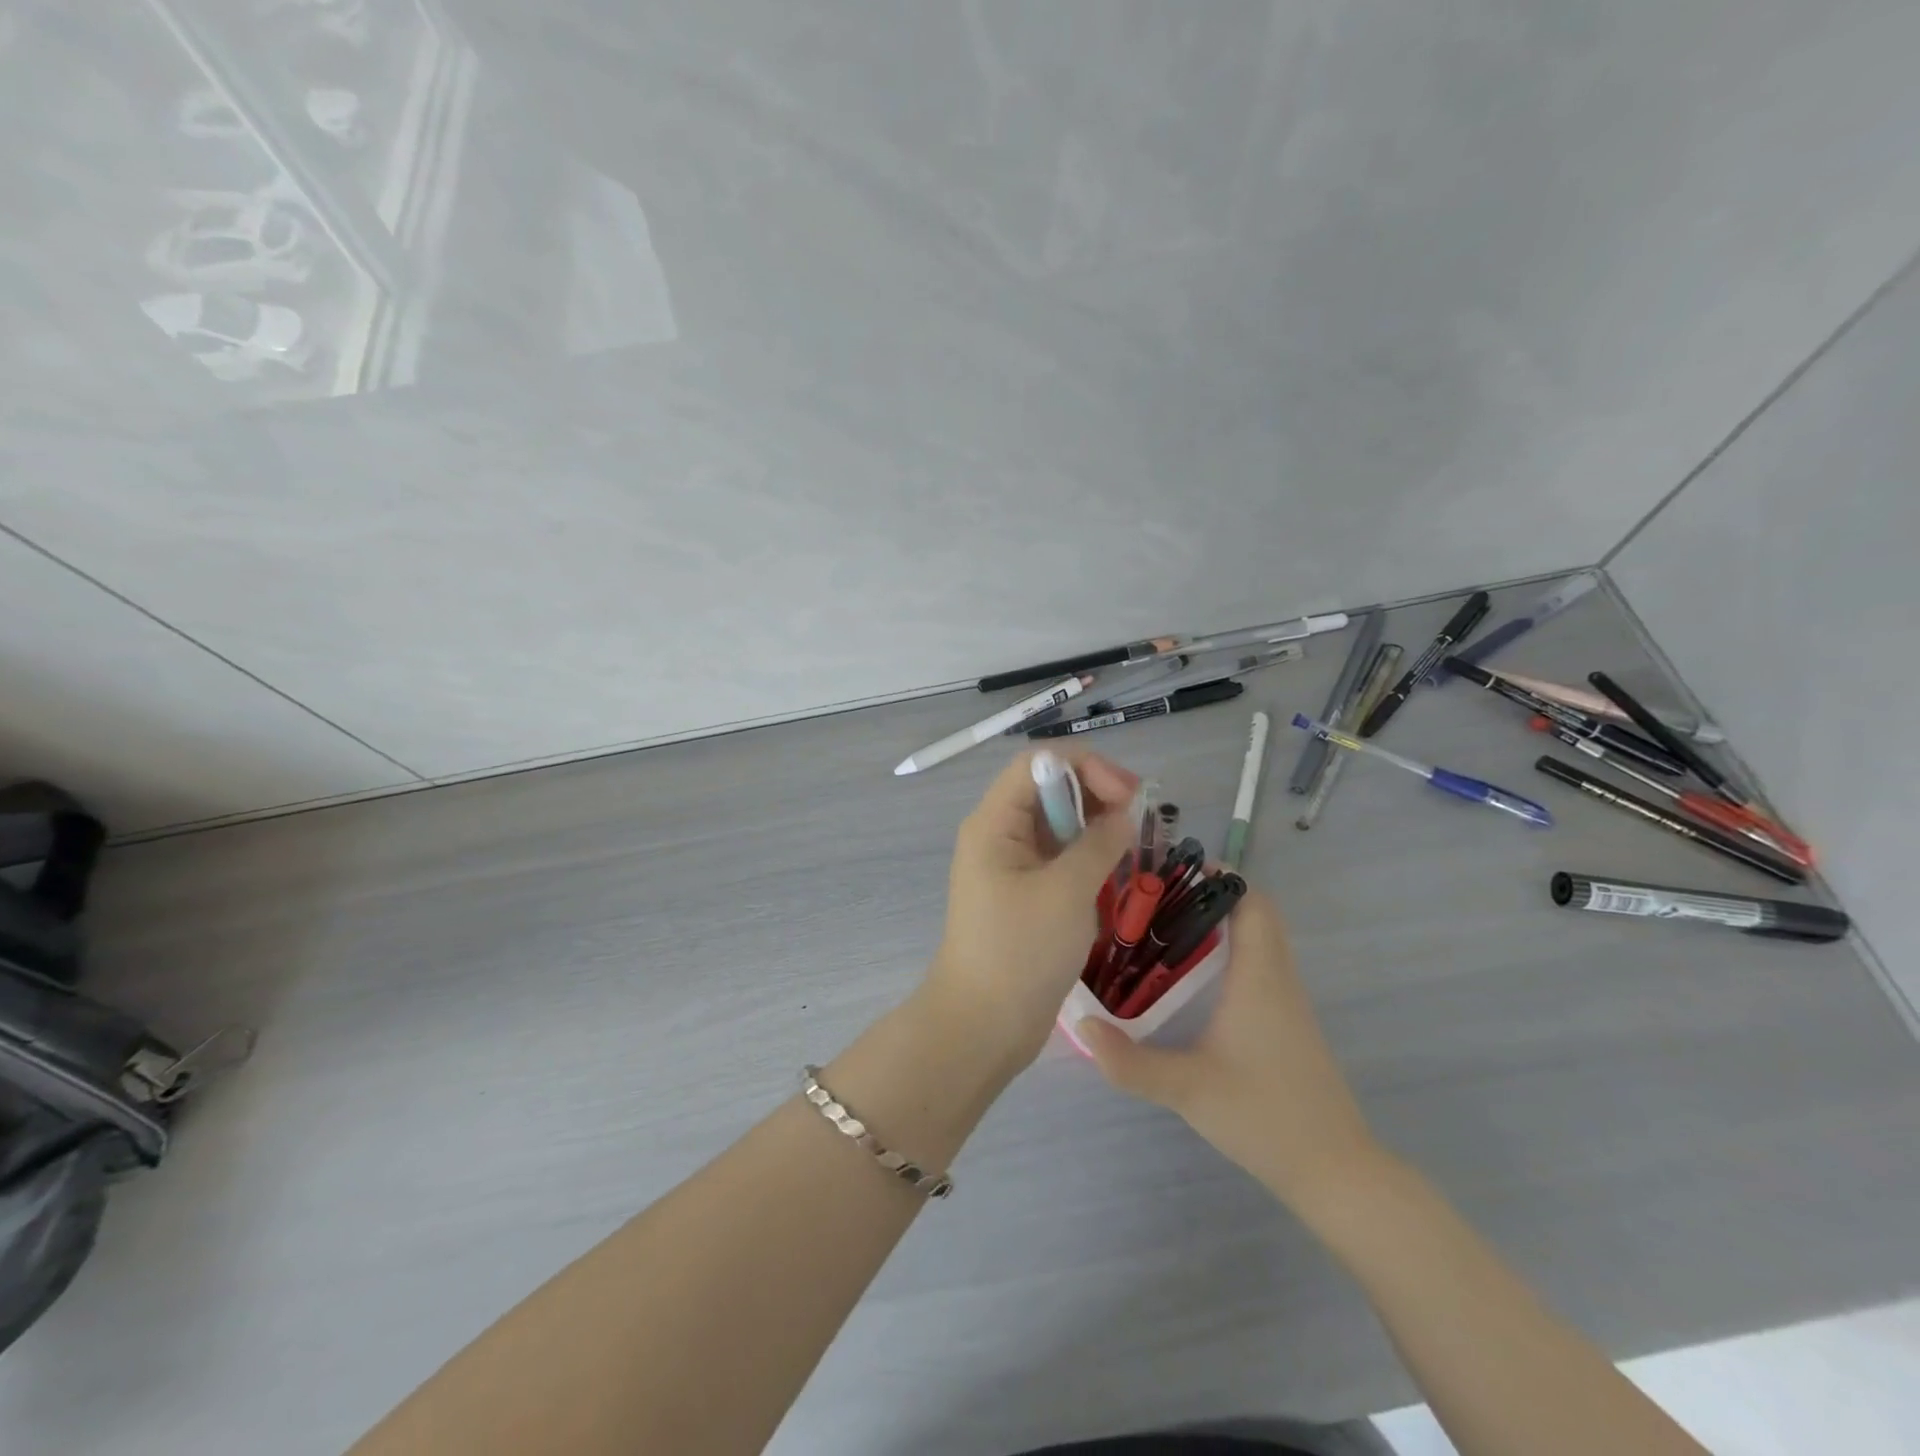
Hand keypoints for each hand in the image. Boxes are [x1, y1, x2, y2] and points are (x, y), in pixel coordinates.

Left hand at [923, 749, 1140, 1073]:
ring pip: (1057, 824)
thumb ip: (1099, 844)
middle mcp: (999, 834)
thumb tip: (1122, 815)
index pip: (1038, 764)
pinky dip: (1087, 856)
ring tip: (1130, 846)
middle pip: (1049, 789)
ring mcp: (1011, 866)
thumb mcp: (1066, 891)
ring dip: (1094, 826)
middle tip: (1137, 818)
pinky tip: (1113, 872)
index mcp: (994, 822)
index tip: (1128, 794)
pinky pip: (1059, 857)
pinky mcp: (1025, 894)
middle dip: (1095, 793)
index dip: (1085, 766)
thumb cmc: (1020, 952)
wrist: (983, 1025)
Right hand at [1076, 887, 1382, 1204]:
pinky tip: (1195, 981)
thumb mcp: (1187, 1089)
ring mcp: (1289, 1004)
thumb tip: (1081, 1024)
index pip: (1252, 903)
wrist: (1335, 1172)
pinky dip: (1233, 954)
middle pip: (1257, 915)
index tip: (1176, 870)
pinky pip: (1262, 968)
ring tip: (1167, 930)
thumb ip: (1130, 1061)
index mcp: (1259, 977)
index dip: (1222, 877)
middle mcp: (1278, 979)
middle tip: (1160, 899)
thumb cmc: (1264, 1115)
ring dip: (1224, 925)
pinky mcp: (1289, 1026)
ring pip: (1261, 942)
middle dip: (1213, 897)